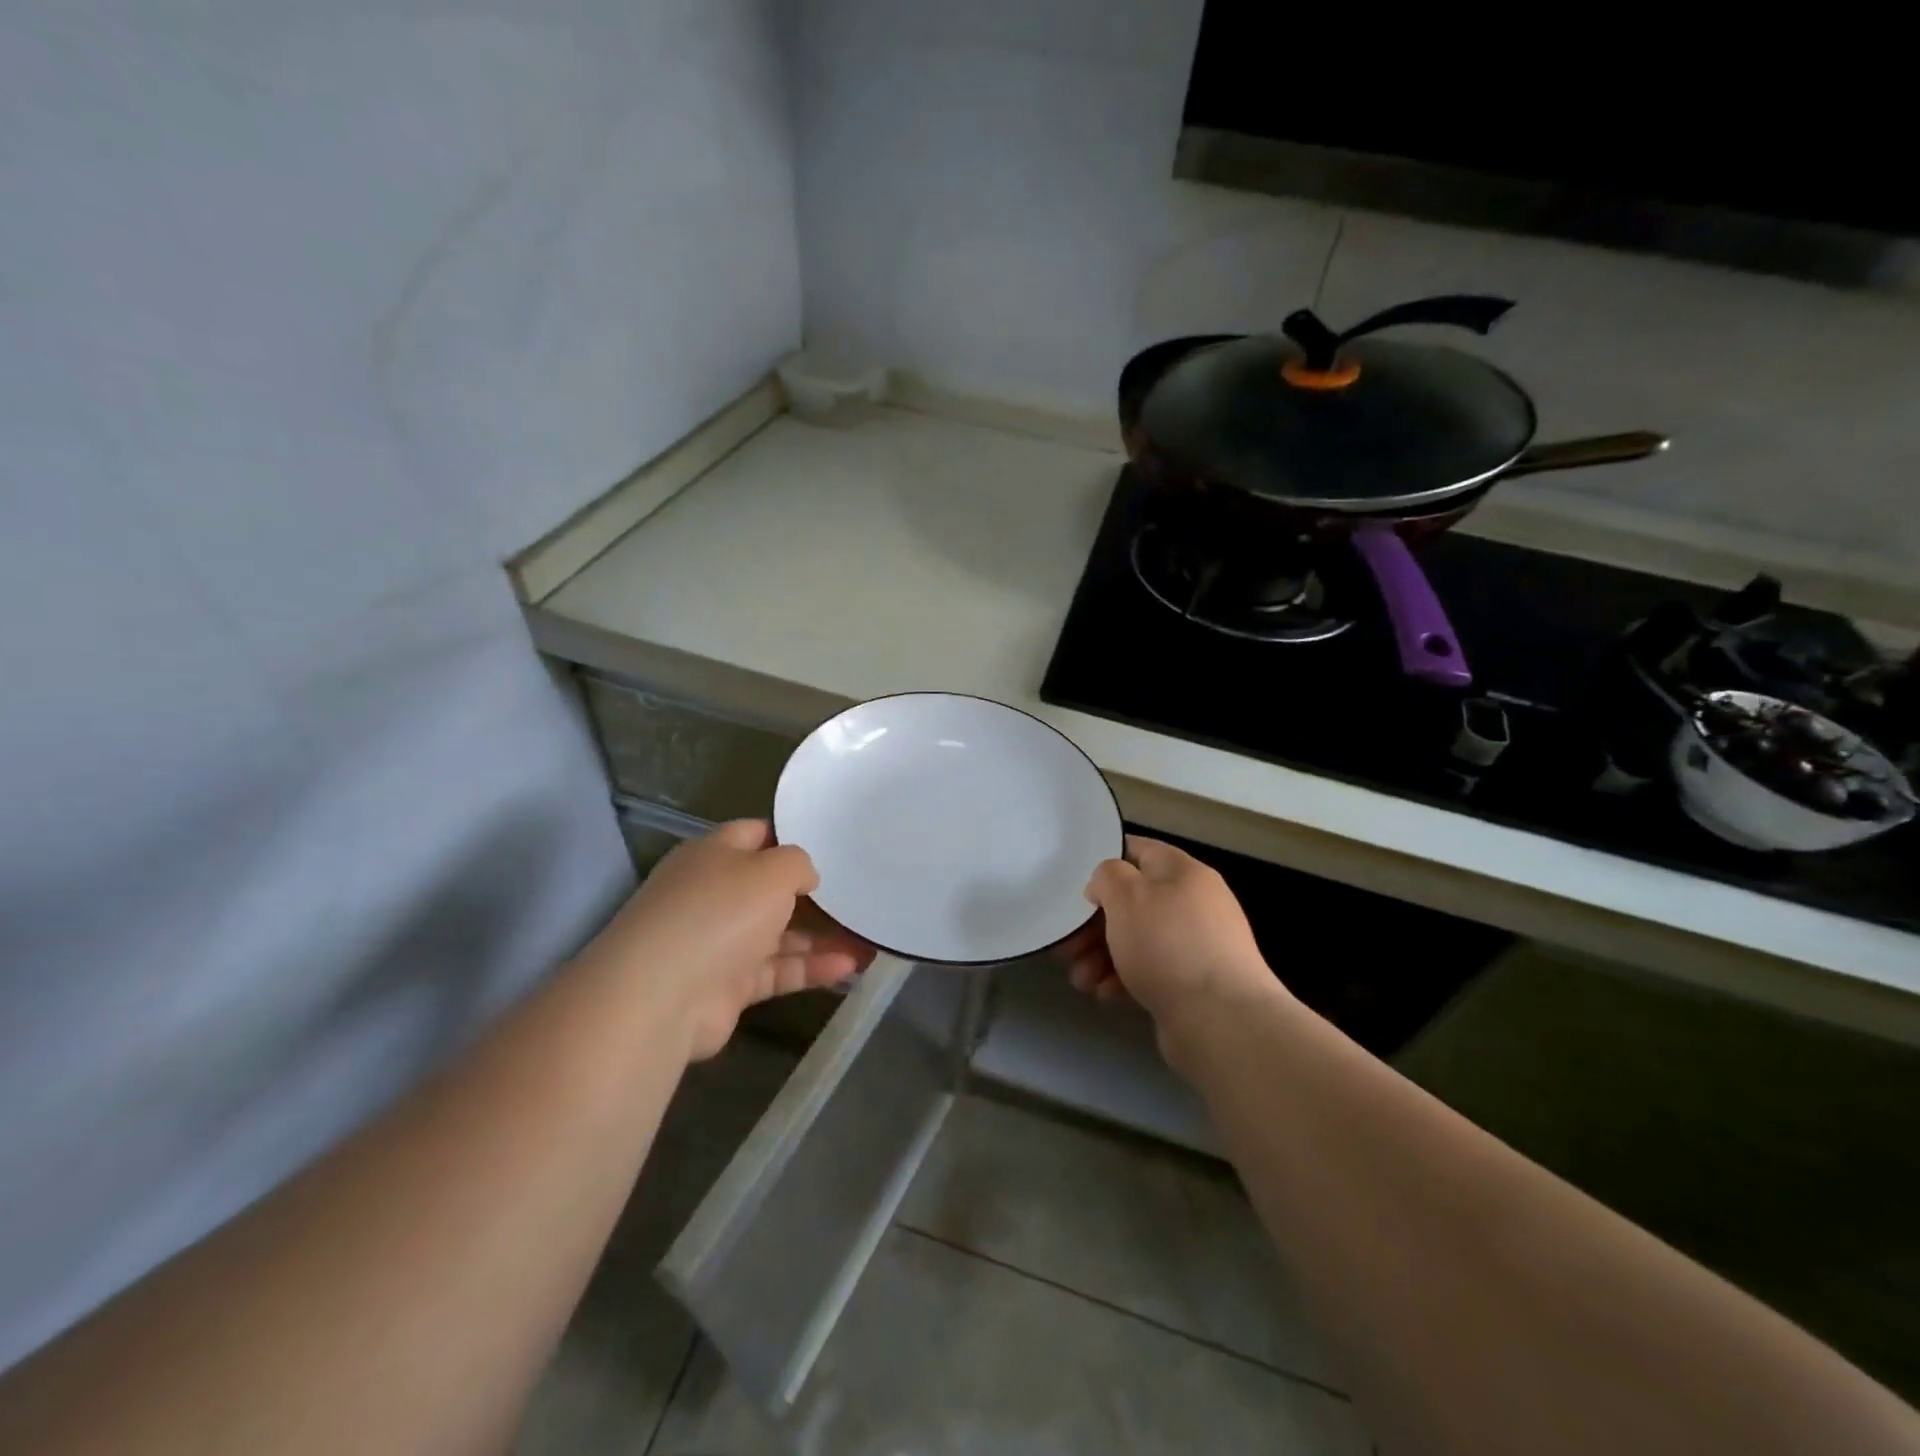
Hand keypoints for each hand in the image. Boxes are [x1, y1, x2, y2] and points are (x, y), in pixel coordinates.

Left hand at [577, 821, 870, 1060]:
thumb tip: (806, 877)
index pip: (756, 835)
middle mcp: (714, 895)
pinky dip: (811, 967)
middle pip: (770, 888)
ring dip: (821, 936)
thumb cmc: (719, 912)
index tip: (833, 845)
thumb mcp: (772, 869)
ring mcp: (719, 942)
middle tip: (858, 893)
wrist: (662, 996)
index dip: (792, 837)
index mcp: (713, 855)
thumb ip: (798, 864)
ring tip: (869, 938)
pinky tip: (850, 966)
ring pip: (779, 934)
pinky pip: (777, 970)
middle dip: (813, 894)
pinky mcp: (728, 986)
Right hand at [1065, 836, 1281, 1030]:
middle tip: (1067, 945)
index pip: (1138, 850)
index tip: (1074, 884)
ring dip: (1102, 956)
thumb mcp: (1126, 895)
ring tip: (1081, 980)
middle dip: (1094, 924)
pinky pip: (1149, 972)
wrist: (1221, 1021)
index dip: (1104, 862)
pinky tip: (1105, 995)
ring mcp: (1196, 946)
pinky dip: (1123, 980)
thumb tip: (1106, 886)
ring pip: (1136, 940)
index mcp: (1184, 872)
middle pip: (1133, 902)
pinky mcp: (1192, 984)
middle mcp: (1194, 904)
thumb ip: (1107, 876)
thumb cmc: (1168, 945)